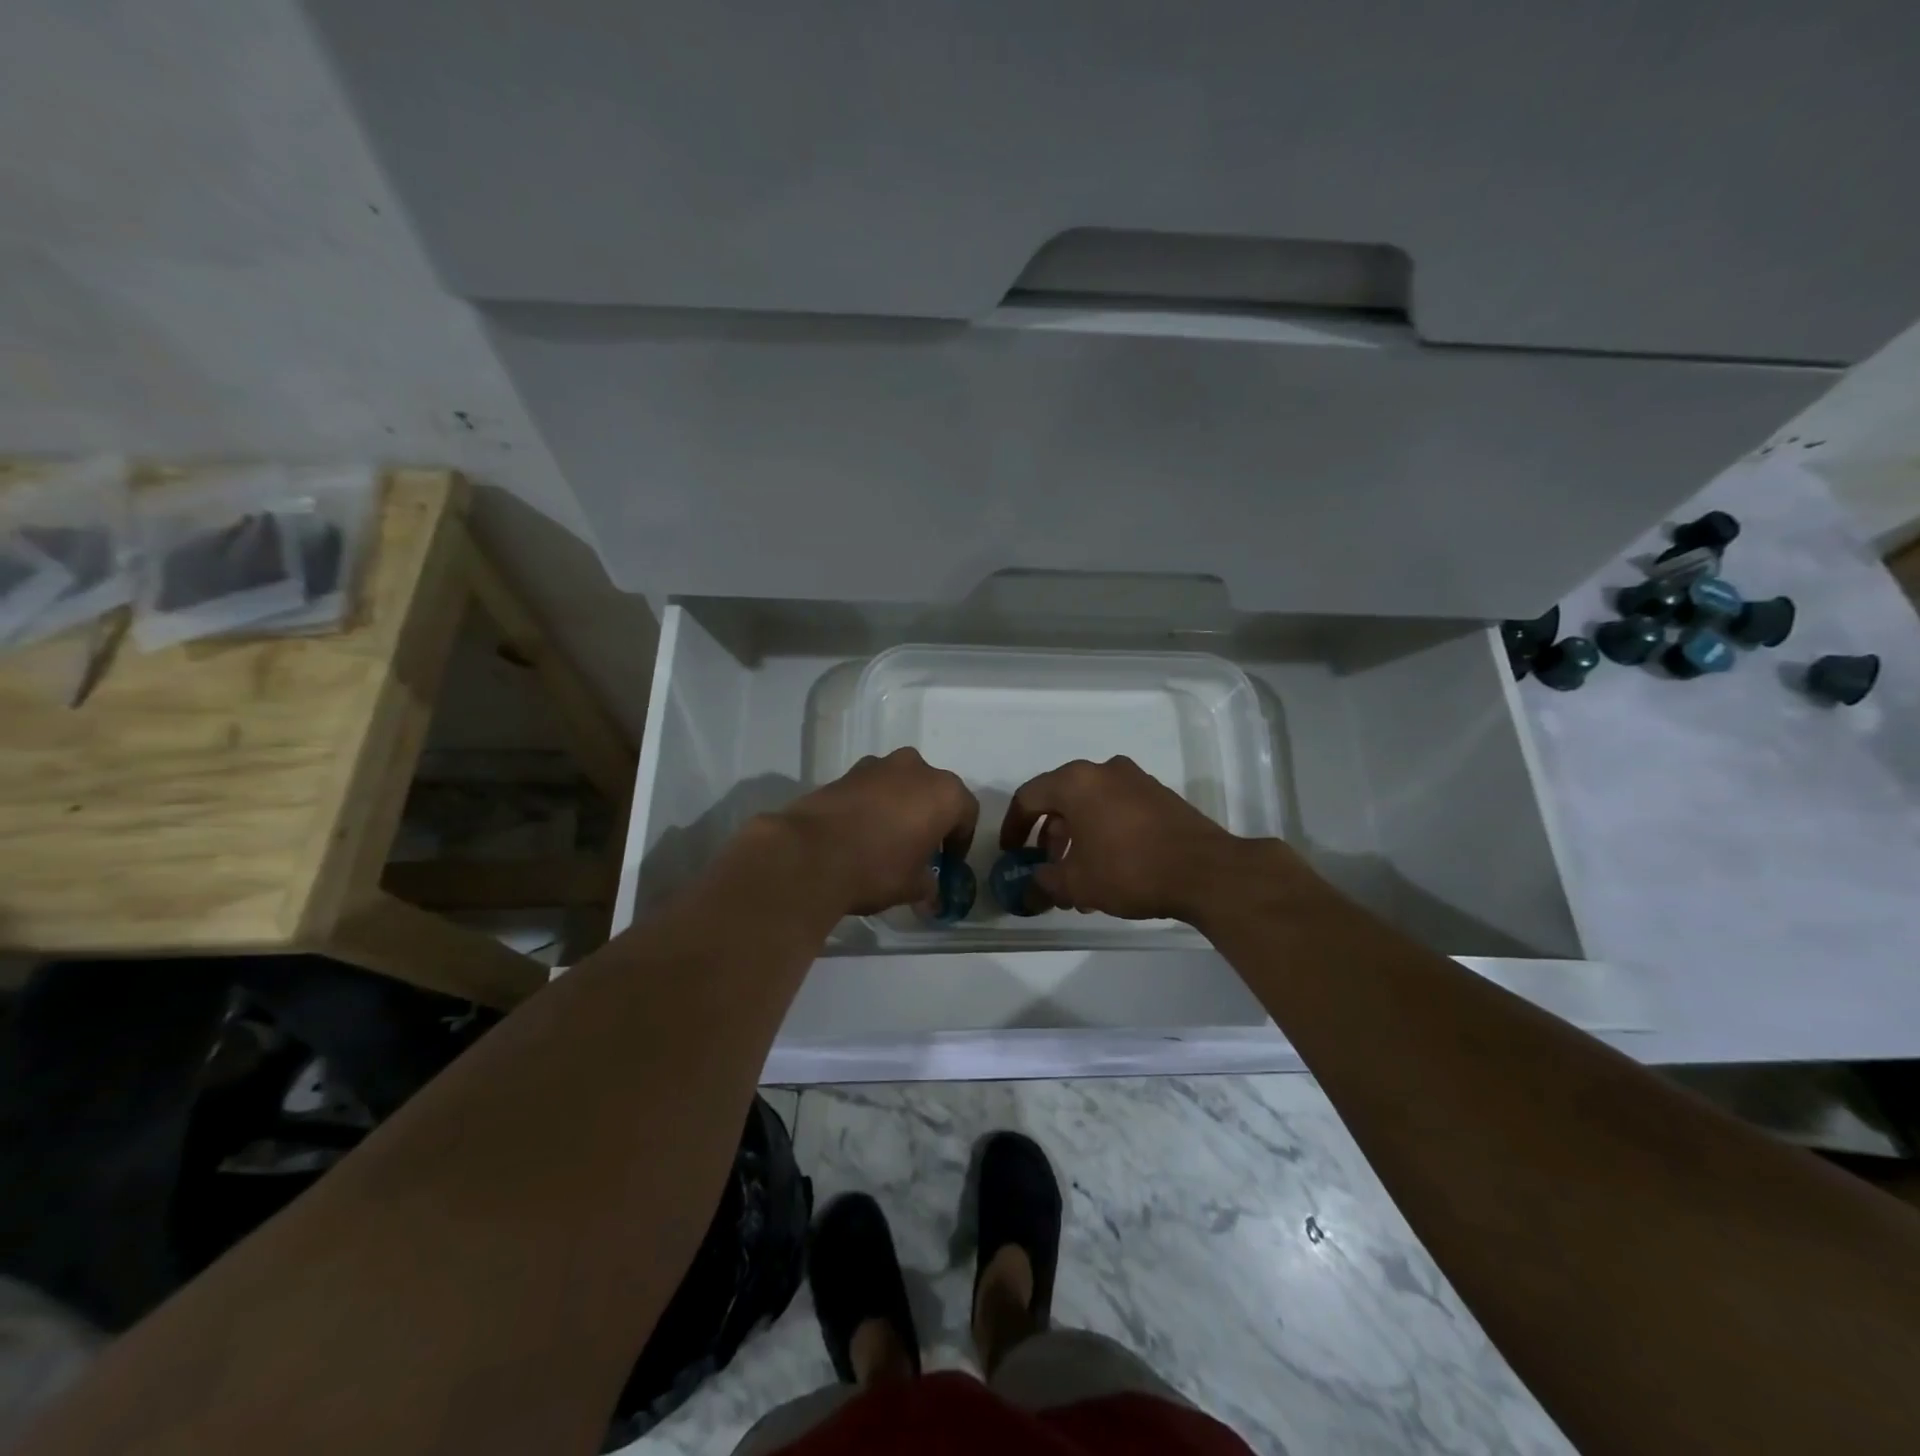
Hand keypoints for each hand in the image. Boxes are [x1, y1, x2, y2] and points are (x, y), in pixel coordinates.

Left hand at [778, 748, 978, 915]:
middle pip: (933, 792)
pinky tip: (860, 832)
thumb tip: (930, 892)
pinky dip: (872, 804)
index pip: (966, 813)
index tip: (947, 863)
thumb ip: (929, 885)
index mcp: (944, 792)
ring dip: (900, 806)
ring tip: (887, 839)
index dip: (959, 841)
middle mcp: (916, 768)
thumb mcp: (912, 886)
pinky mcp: (845, 772)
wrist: (809, 854)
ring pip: (900, 785)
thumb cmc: (876, 868)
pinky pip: (871, 788)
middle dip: (930, 817)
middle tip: (920, 848)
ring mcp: (878, 765)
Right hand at [999, 755, 1261, 921]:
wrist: (1206, 871)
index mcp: (1076, 782)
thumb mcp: (1077, 884)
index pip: (1029, 797)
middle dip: (1048, 837)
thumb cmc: (1129, 870)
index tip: (1010, 853)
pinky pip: (1117, 809)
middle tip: (1046, 868)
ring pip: (1091, 806)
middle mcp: (1104, 771)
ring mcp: (1136, 780)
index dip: (1013, 826)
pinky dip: (1103, 833)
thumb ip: (1045, 883)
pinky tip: (1108, 869)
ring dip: (1077, 838)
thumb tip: (1031, 888)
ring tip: (1078, 878)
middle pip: (1061, 800)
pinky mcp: (1160, 796)